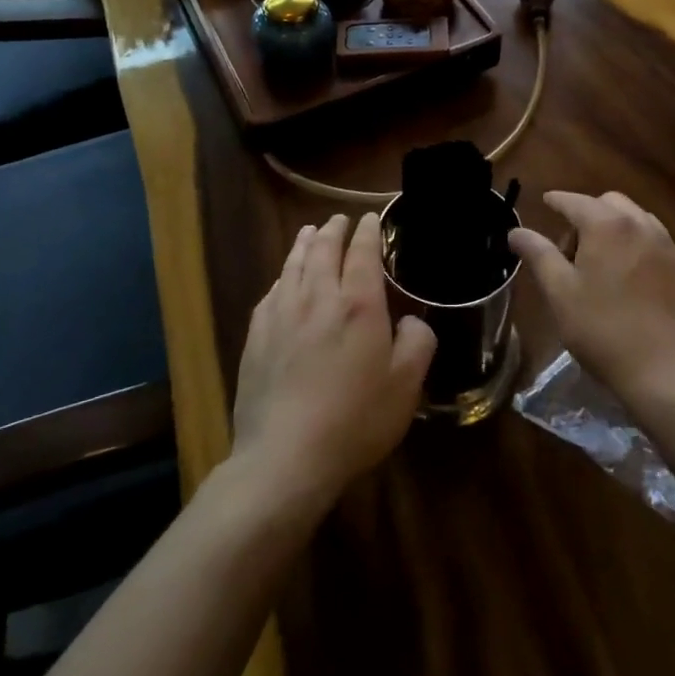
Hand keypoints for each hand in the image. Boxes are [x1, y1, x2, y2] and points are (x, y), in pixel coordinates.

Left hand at [230, 213, 436, 516]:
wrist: (285, 457)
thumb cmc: (355, 420)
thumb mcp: (406, 386)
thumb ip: (418, 343)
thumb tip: (412, 320)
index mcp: (358, 304)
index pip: (362, 252)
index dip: (368, 231)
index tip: (370, 218)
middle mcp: (317, 297)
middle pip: (323, 249)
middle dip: (334, 230)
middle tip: (340, 220)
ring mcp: (282, 314)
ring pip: (293, 264)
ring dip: (304, 243)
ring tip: (310, 232)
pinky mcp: (256, 336)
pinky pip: (272, 292)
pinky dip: (283, 276)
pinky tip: (283, 280)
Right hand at [509, 191, 674, 407]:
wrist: (663, 370)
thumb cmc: (602, 329)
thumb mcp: (559, 292)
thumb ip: (537, 254)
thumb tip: (516, 230)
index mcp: (606, 225)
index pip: (575, 201)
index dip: (556, 200)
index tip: (545, 202)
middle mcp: (640, 224)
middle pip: (608, 202)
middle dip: (587, 213)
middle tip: (571, 247)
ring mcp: (666, 244)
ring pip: (634, 217)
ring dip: (614, 224)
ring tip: (600, 258)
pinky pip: (653, 237)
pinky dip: (635, 240)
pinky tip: (627, 272)